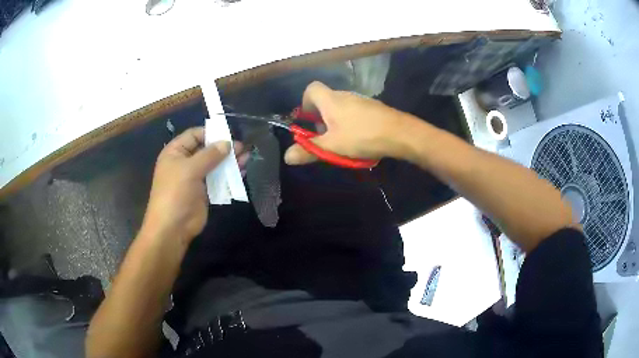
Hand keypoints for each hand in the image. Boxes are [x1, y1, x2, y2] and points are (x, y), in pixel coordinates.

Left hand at [142, 127, 231, 246]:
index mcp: (175, 152)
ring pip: (214, 165)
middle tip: (242, 147)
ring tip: (246, 158)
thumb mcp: (190, 169)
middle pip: (206, 149)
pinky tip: (242, 172)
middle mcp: (185, 162)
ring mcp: (195, 178)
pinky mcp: (204, 192)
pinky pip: (218, 179)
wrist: (173, 227)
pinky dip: (229, 176)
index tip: (228, 134)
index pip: (194, 135)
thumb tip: (228, 143)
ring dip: (229, 162)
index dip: (210, 133)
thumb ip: (210, 155)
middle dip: (223, 148)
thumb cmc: (176, 193)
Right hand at [284, 81, 412, 164]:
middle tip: (323, 136)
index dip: (305, 102)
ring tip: (341, 141)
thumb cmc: (361, 136)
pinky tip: (358, 138)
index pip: (312, 88)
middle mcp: (345, 95)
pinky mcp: (373, 107)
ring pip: (340, 107)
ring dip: (336, 121)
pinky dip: (350, 122)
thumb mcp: (332, 147)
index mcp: (331, 100)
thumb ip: (309, 150)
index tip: (308, 120)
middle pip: (325, 100)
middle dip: (320, 117)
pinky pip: (354, 111)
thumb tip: (287, 156)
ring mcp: (361, 100)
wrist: (400, 133)